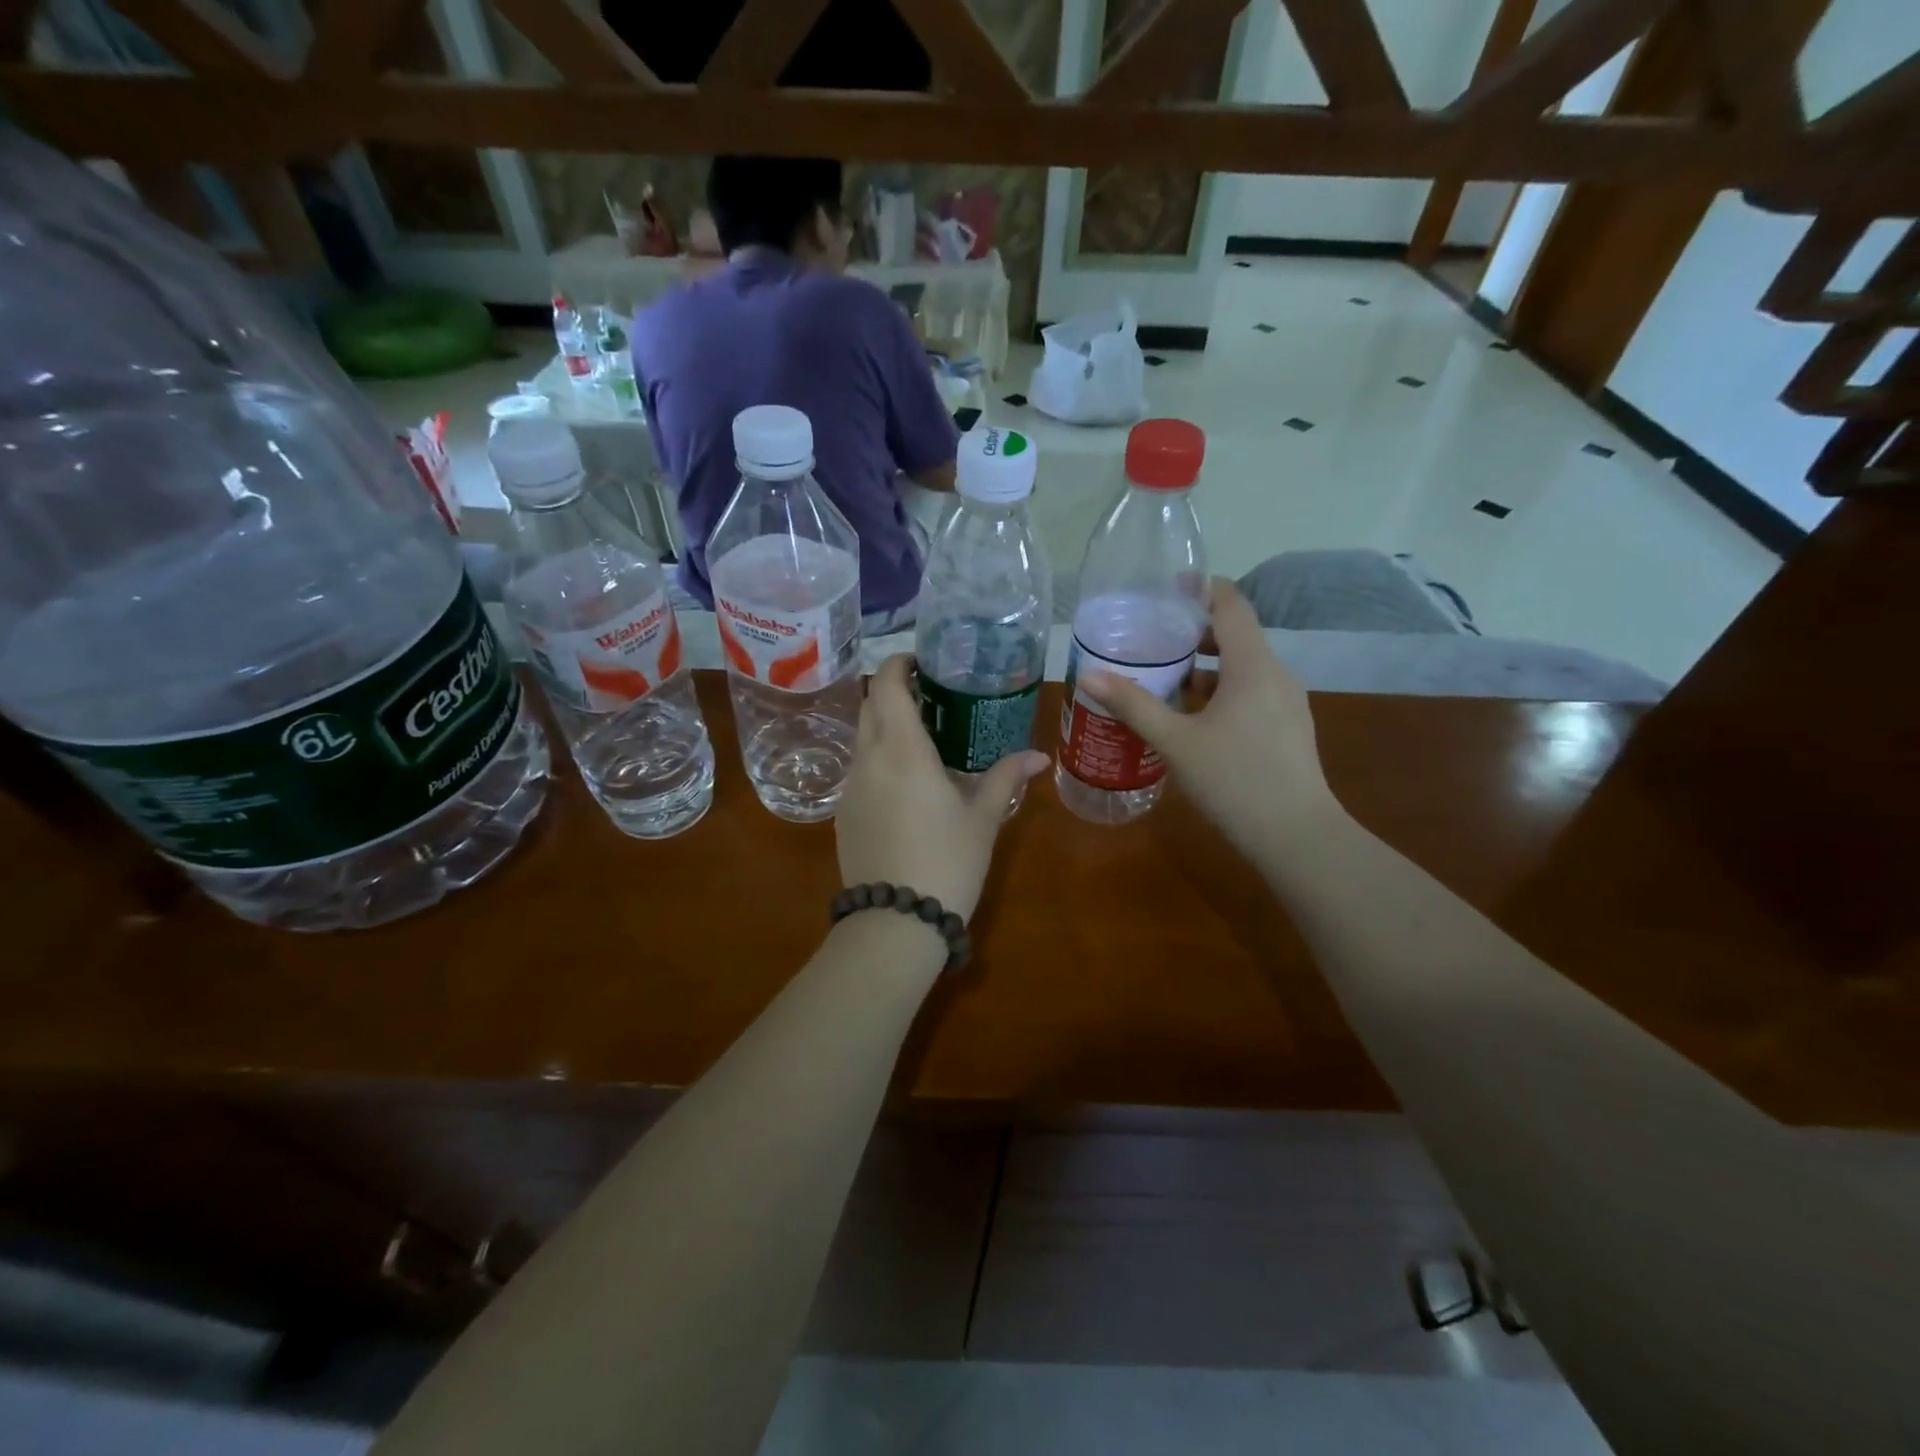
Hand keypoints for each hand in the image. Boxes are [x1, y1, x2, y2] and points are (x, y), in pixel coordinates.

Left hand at [836, 655, 1047, 920]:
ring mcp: (850, 787)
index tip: (921, 662)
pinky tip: (904, 783)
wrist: (896, 922)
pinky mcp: (843, 814)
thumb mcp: (982, 818)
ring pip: (861, 738)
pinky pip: (858, 769)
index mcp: (902, 749)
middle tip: (928, 696)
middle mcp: (868, 759)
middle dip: (892, 691)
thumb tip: (1038, 756)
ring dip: (883, 726)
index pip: (887, 685)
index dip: (899, 665)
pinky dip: (877, 758)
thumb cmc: (948, 861)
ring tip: (921, 738)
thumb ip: (1006, 778)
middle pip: (869, 706)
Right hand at [1078, 579, 1340, 858]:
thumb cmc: (1234, 780)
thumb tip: (1089, 675)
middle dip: (1193, 632)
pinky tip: (1192, 718)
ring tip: (1163, 679)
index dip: (1200, 588)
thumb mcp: (1176, 741)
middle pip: (1235, 633)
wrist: (1296, 837)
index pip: (1231, 603)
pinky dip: (1221, 690)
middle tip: (1150, 639)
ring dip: (1205, 666)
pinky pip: (1251, 691)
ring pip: (1242, 666)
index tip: (1164, 590)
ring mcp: (1287, 701)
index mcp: (1252, 665)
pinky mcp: (1288, 726)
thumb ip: (1133, 704)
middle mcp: (1276, 673)